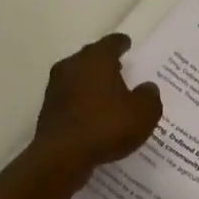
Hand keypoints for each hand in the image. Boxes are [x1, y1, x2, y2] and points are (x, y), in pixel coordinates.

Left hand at [32, 34, 162, 175]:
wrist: (62, 155)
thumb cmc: (107, 126)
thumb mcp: (144, 113)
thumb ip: (149, 96)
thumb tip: (147, 87)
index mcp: (96, 59)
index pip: (111, 43)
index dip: (121, 43)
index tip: (127, 44)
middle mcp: (72, 66)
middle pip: (90, 57)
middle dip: (104, 61)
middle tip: (119, 67)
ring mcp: (56, 87)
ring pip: (77, 77)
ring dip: (91, 82)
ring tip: (107, 92)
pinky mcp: (48, 109)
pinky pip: (70, 98)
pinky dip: (81, 102)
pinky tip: (92, 114)